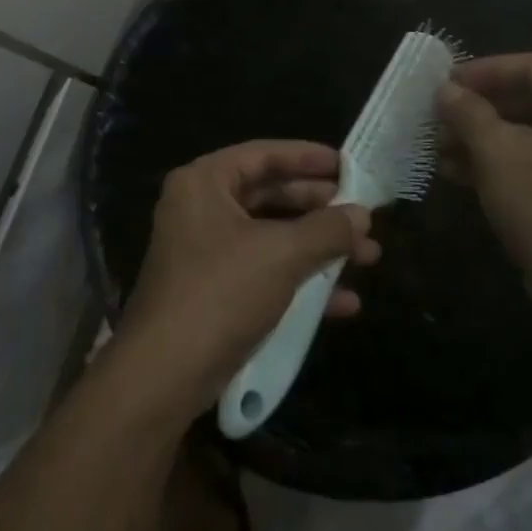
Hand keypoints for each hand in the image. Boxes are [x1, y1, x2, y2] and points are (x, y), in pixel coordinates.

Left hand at [118, 141, 380, 411]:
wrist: (164, 376)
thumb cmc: (221, 293)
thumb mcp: (282, 254)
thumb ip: (327, 230)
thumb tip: (363, 213)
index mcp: (204, 182)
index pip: (263, 154)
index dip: (308, 157)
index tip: (347, 164)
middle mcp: (200, 208)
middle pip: (269, 194)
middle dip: (320, 209)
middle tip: (362, 213)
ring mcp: (204, 252)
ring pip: (271, 236)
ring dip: (318, 247)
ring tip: (367, 256)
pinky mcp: (212, 291)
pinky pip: (263, 271)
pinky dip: (300, 280)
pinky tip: (344, 302)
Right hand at [437, 53, 531, 306]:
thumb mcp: (495, 152)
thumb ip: (467, 112)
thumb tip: (445, 90)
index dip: (483, 71)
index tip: (444, 82)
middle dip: (480, 109)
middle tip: (441, 118)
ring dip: (486, 137)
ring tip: (442, 150)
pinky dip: (507, 160)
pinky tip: (462, 173)